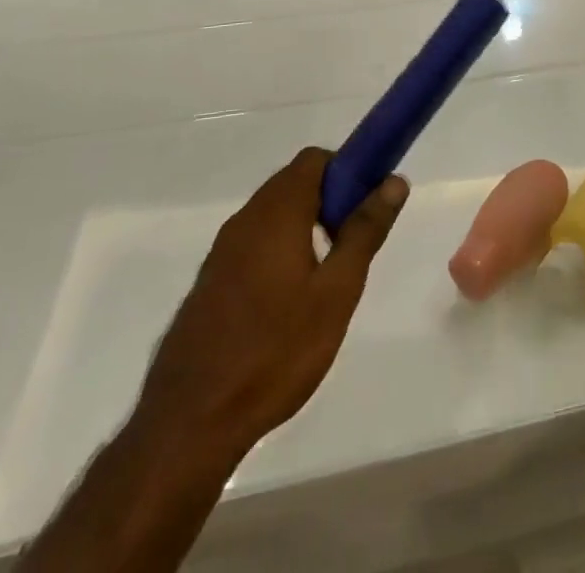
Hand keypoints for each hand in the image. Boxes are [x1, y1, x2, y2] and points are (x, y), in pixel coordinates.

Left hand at [133, 149, 406, 468]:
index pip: (314, 160)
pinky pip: (254, 245)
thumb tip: (394, 180)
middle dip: (330, 201)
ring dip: (306, 228)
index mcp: (276, 212)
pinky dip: (280, 253)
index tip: (367, 206)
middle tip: (352, 247)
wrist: (189, 424)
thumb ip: (365, 230)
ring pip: (274, 216)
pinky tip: (289, 305)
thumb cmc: (276, 351)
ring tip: (326, 281)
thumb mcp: (337, 291)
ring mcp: (221, 252)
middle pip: (294, 184)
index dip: (347, 171)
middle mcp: (245, 220)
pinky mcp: (209, 283)